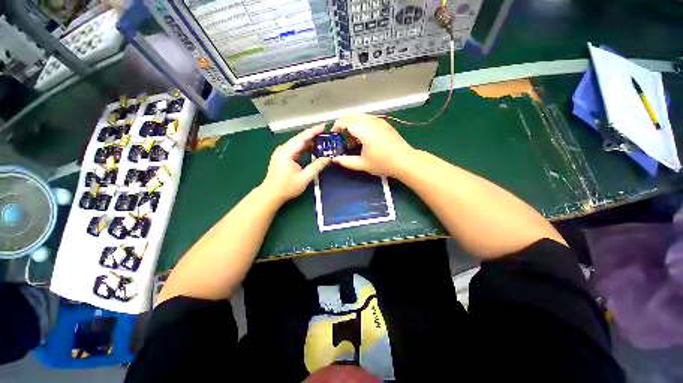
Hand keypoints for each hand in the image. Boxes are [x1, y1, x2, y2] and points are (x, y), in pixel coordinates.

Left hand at [261, 124, 330, 202]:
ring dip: (310, 143)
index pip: (302, 137)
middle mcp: (283, 149)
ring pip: (298, 144)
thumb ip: (316, 166)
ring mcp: (282, 152)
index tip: (324, 126)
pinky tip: (313, 149)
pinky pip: (296, 149)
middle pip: (300, 139)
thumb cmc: (287, 187)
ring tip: (323, 141)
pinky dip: (305, 149)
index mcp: (287, 152)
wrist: (271, 194)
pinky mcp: (283, 157)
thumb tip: (328, 158)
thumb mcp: (304, 178)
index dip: (314, 131)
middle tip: (326, 134)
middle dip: (313, 135)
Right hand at [332, 113, 415, 176]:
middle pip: (352, 114)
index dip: (336, 126)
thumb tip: (335, 159)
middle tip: (340, 135)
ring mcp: (379, 121)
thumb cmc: (383, 163)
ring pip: (361, 116)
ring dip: (352, 123)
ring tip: (352, 139)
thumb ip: (346, 161)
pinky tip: (363, 138)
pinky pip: (369, 119)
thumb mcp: (362, 164)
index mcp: (364, 130)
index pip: (345, 121)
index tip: (333, 135)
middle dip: (343, 123)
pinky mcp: (385, 124)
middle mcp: (371, 121)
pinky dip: (361, 124)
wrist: (405, 161)